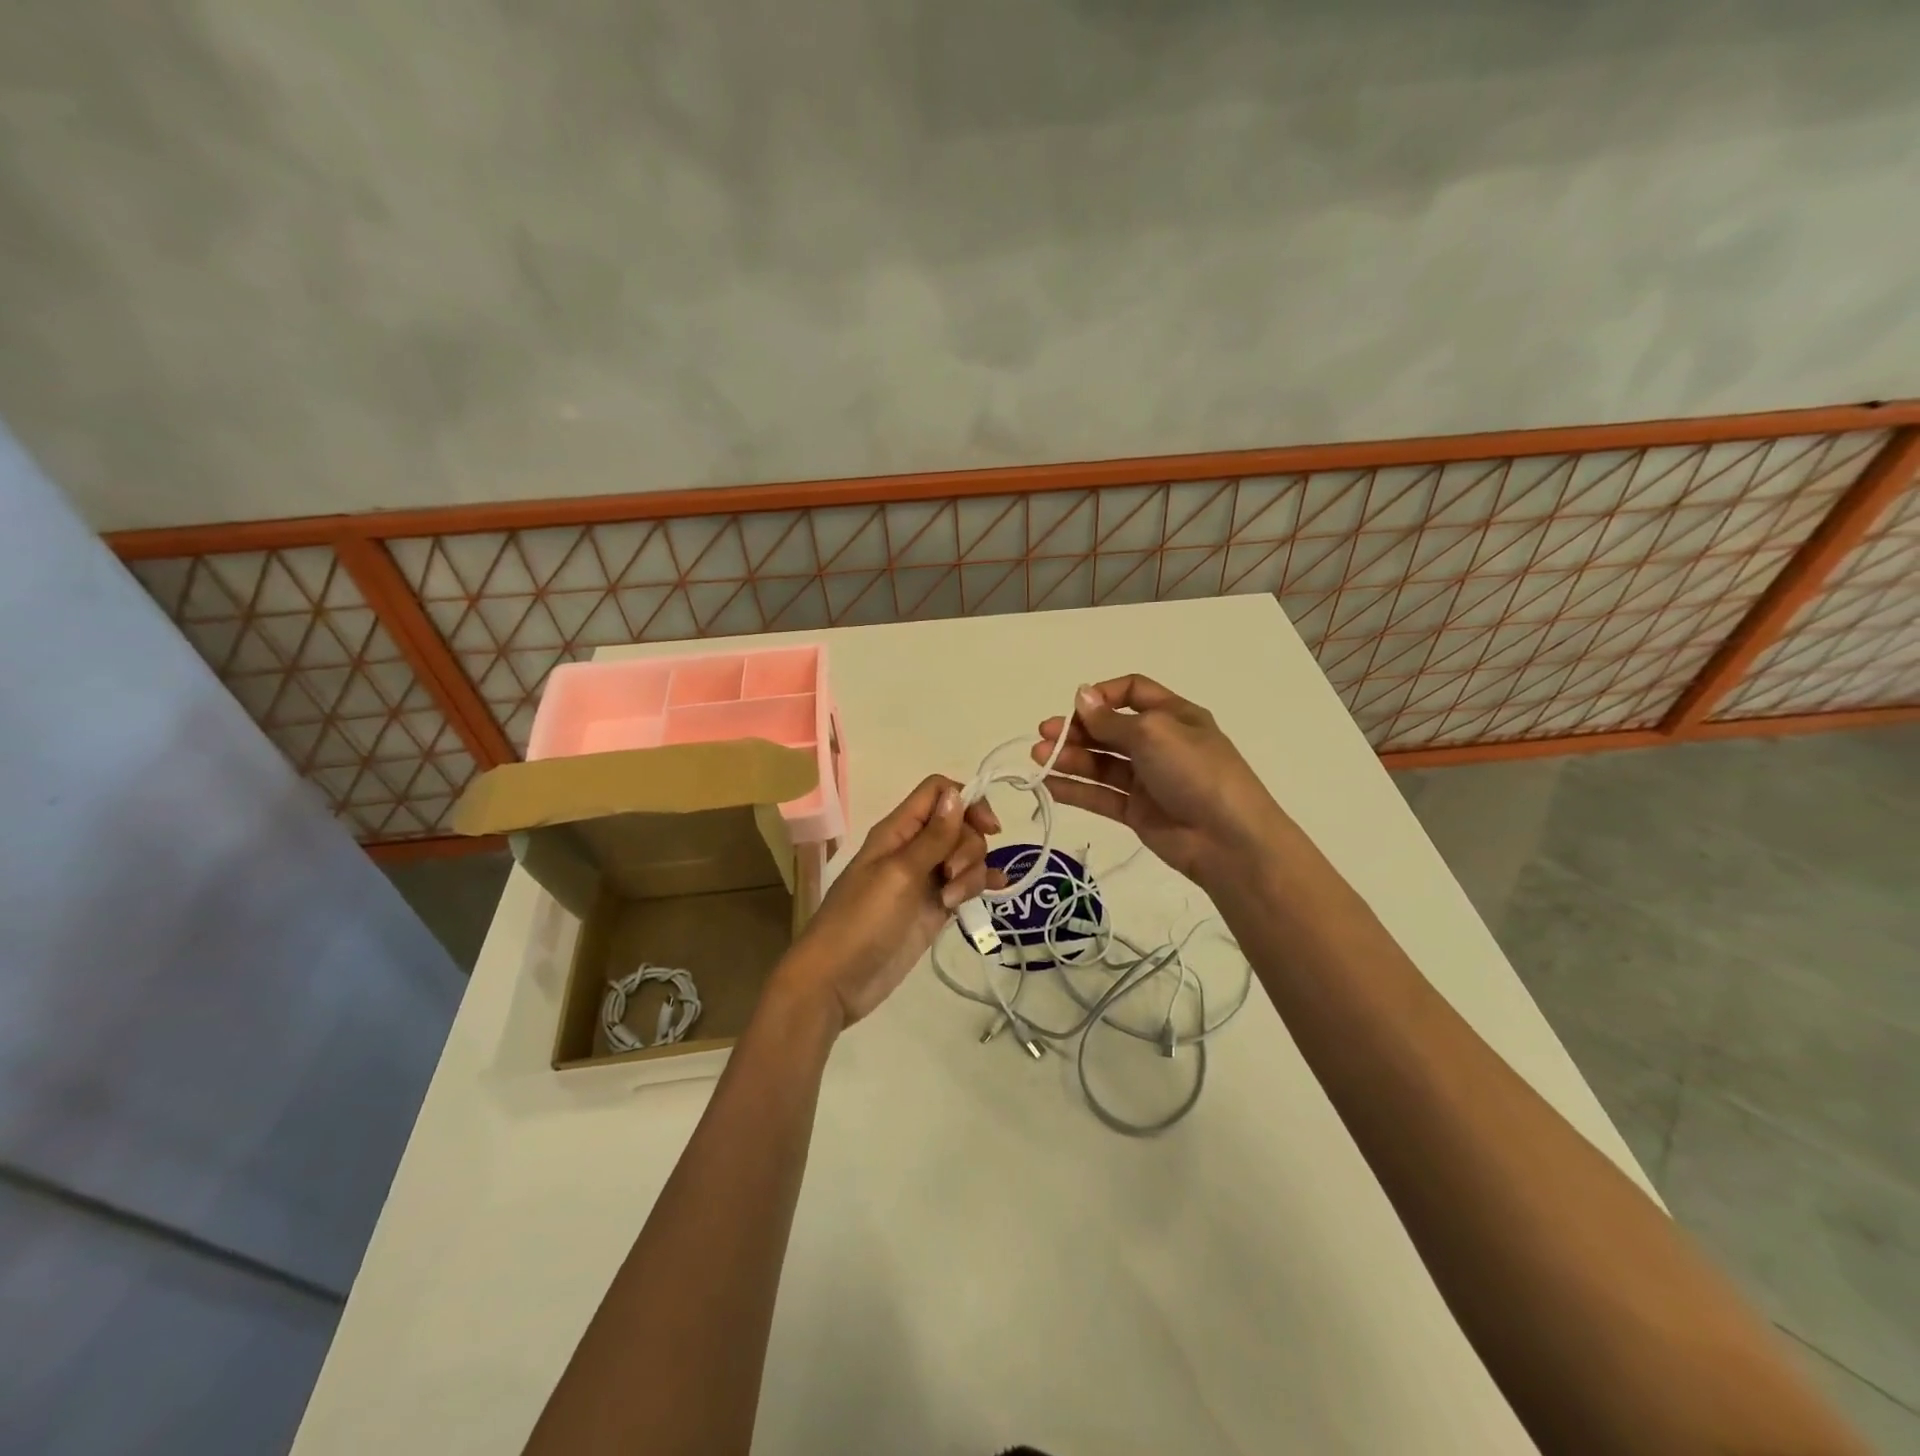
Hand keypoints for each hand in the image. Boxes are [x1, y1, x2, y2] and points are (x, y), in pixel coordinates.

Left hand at [777, 775, 1002, 1028]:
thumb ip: (932, 837)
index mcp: (898, 831)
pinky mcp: (934, 908)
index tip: (988, 828)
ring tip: (950, 901)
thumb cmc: (861, 920)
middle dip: (968, 846)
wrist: (837, 981)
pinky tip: (996, 890)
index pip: (938, 792)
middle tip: (950, 875)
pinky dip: (981, 884)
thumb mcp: (899, 874)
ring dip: (971, 873)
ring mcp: (925, 879)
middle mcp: (913, 848)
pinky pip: (965, 885)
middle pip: (959, 825)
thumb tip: (956, 793)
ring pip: (965, 856)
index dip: (966, 801)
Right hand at [1032, 675, 1284, 887]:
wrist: (1228, 840)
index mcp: (1173, 715)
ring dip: (1069, 757)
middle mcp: (1159, 743)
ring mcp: (1148, 779)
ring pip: (1101, 763)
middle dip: (1077, 729)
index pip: (1133, 692)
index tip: (1076, 706)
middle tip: (1045, 734)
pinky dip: (1075, 788)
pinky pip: (1101, 795)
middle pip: (1110, 729)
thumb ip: (1111, 719)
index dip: (1103, 695)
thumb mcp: (1153, 733)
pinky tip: (1049, 783)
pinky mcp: (1137, 812)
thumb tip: (1081, 695)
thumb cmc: (1196, 772)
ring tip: (1039, 758)